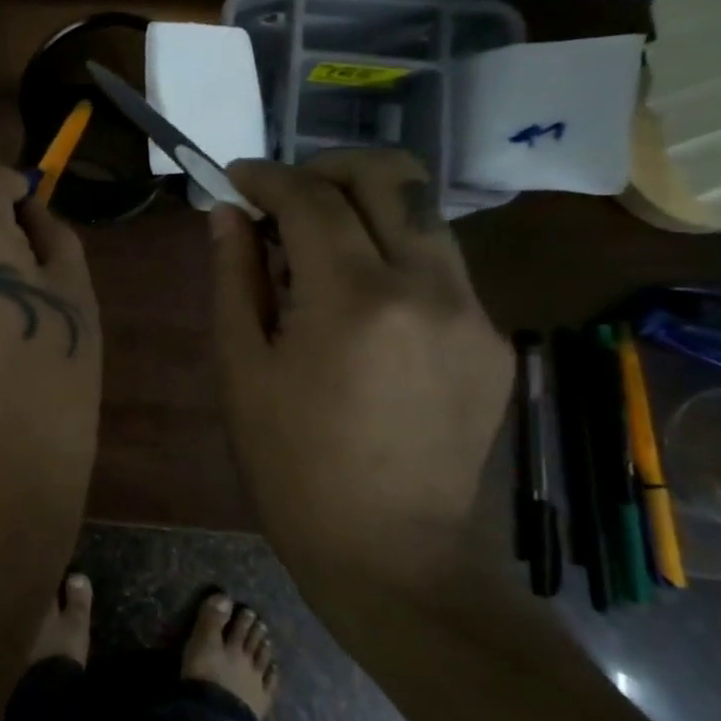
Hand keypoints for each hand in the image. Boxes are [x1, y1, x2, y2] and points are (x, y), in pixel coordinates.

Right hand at [209, 151, 511, 590]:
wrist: (392, 554)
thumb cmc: (292, 466)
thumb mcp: (242, 369)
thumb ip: (235, 277)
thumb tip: (226, 213)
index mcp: (355, 300)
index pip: (311, 198)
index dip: (267, 176)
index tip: (236, 177)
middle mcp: (429, 287)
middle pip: (391, 175)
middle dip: (328, 166)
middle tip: (285, 195)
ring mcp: (475, 312)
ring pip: (423, 215)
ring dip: (364, 208)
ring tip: (318, 250)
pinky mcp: (493, 340)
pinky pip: (441, 266)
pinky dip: (393, 256)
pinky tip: (361, 305)